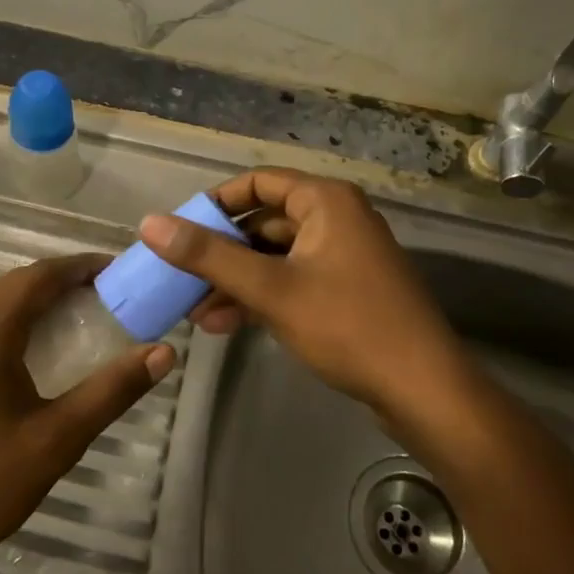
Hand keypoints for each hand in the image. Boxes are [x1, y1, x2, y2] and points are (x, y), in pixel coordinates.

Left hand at [0, 254, 173, 573]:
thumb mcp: (57, 438)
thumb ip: (112, 390)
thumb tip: (163, 352)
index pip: (39, 275)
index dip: (81, 267)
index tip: (120, 272)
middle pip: (15, 285)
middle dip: (62, 284)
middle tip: (109, 299)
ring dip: (35, 304)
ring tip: (79, 321)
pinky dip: (10, 325)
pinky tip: (31, 354)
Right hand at [140, 169, 467, 429]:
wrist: (423, 390)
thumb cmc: (347, 325)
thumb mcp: (270, 288)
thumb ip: (208, 256)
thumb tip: (150, 223)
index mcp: (326, 202)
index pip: (258, 183)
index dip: (215, 203)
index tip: (180, 230)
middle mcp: (336, 219)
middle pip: (263, 222)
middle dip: (220, 252)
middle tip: (180, 278)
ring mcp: (343, 256)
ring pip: (274, 257)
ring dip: (234, 280)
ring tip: (194, 311)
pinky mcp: (346, 291)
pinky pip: (292, 281)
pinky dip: (260, 297)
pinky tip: (224, 324)